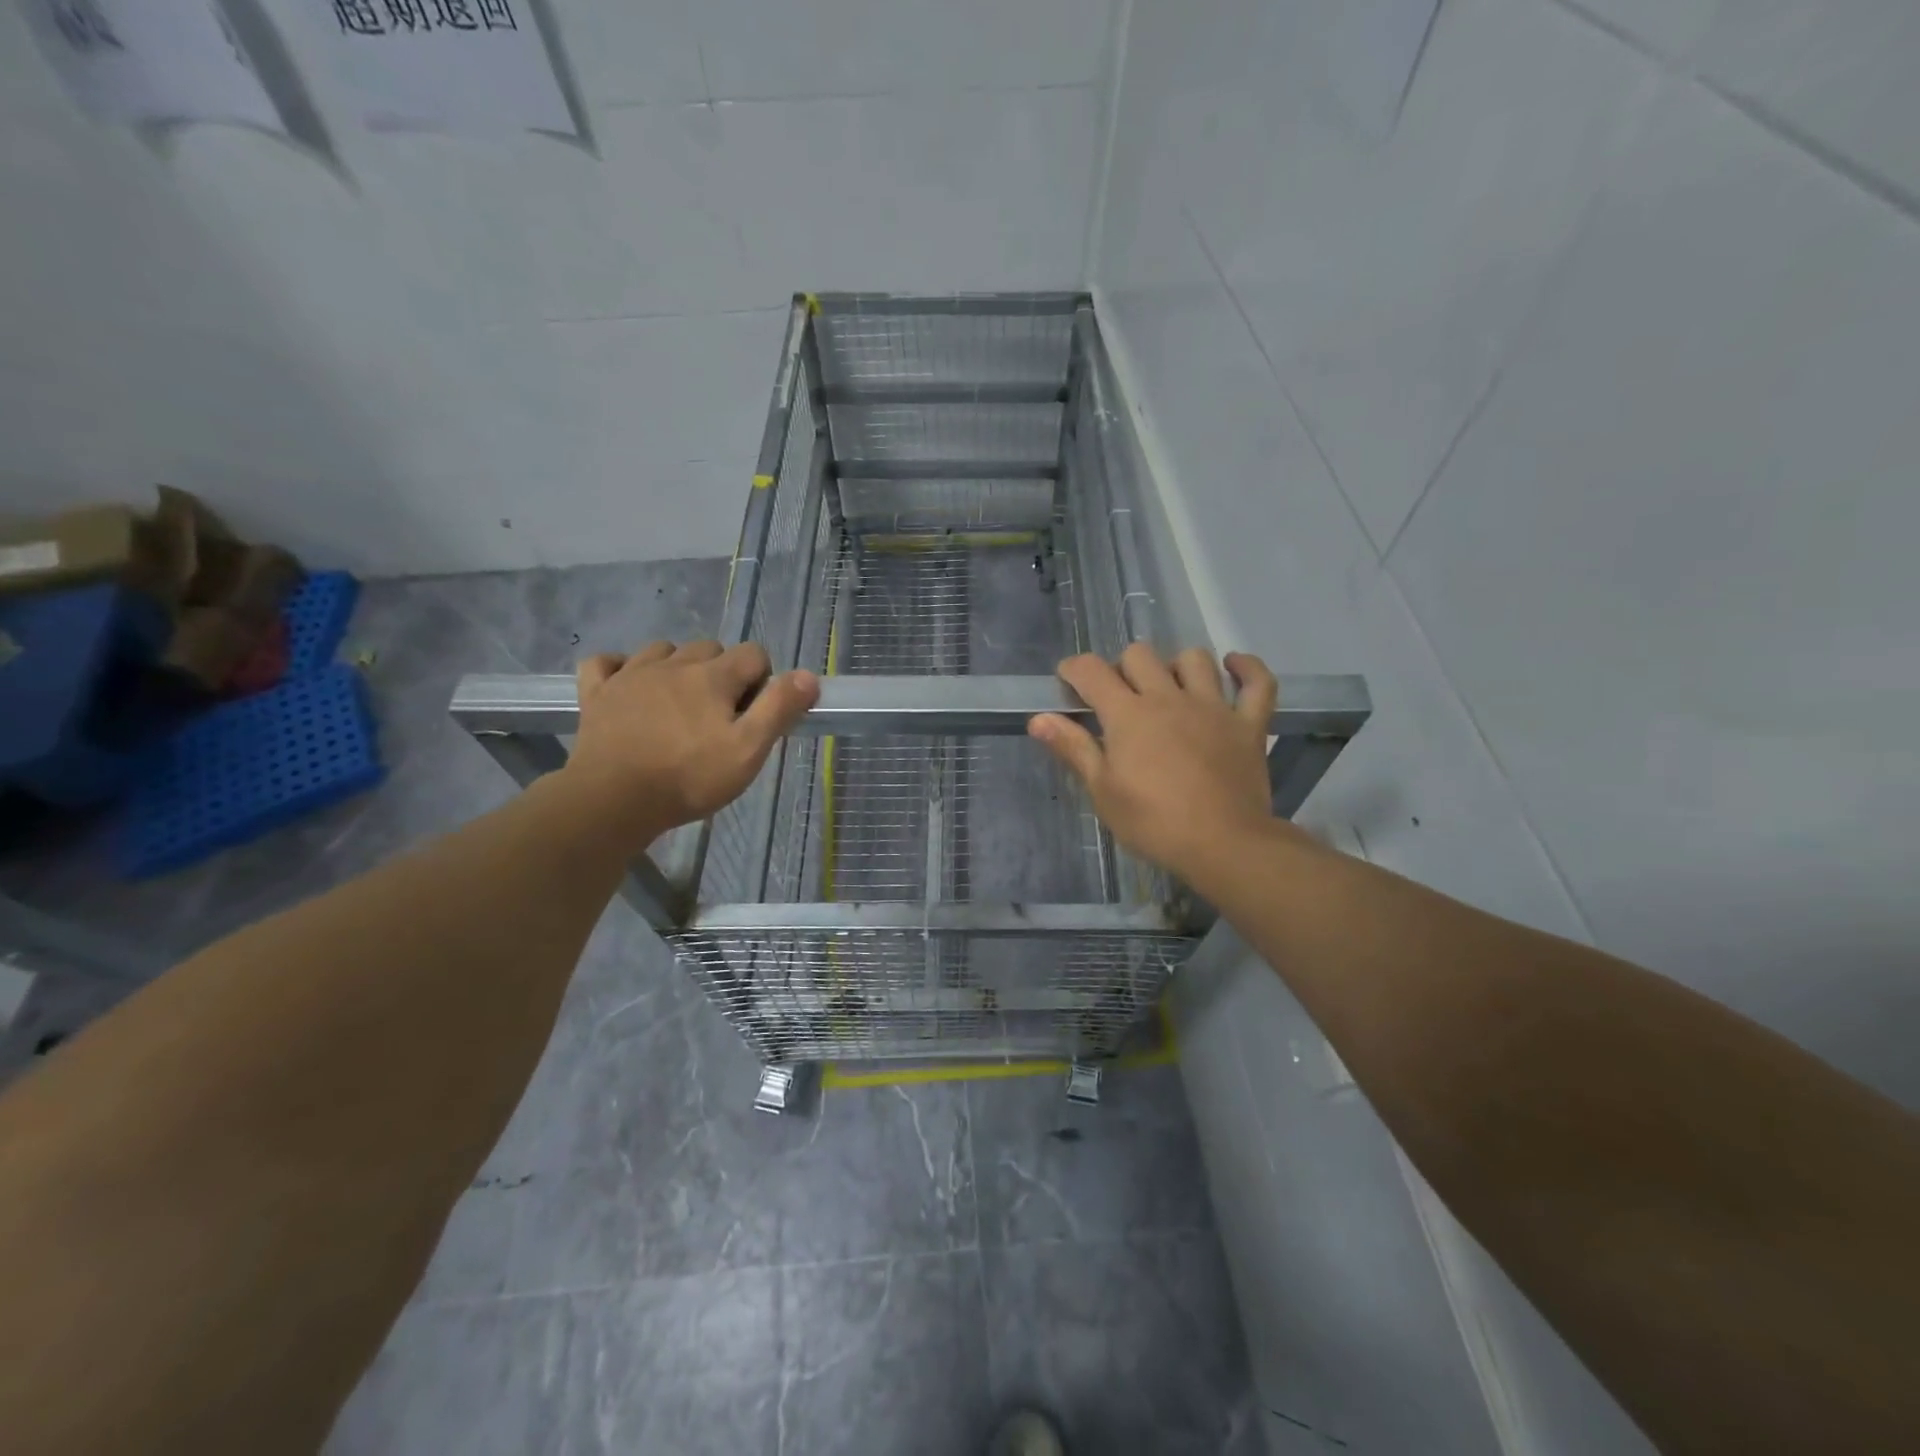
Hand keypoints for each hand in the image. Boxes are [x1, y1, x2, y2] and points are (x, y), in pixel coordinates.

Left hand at [563, 641, 818, 846]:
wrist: (612, 800)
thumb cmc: (689, 778)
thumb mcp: (748, 750)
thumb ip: (779, 709)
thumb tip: (807, 675)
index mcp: (712, 676)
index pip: (753, 653)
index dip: (762, 679)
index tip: (755, 713)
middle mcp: (673, 664)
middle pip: (710, 649)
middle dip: (723, 673)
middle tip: (721, 716)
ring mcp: (630, 675)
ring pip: (662, 650)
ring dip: (677, 666)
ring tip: (680, 703)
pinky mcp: (597, 693)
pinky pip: (605, 663)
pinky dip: (619, 668)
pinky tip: (628, 686)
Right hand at [1029, 645, 1304, 886]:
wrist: (1223, 845)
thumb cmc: (1153, 823)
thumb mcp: (1103, 791)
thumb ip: (1073, 748)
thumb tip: (1038, 719)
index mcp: (1128, 715)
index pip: (1092, 671)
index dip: (1074, 669)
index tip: (1068, 682)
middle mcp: (1169, 698)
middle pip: (1140, 655)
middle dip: (1122, 667)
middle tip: (1119, 698)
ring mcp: (1213, 707)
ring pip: (1194, 659)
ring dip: (1176, 666)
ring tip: (1169, 688)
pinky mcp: (1248, 724)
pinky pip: (1258, 683)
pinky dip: (1247, 669)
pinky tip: (1232, 666)